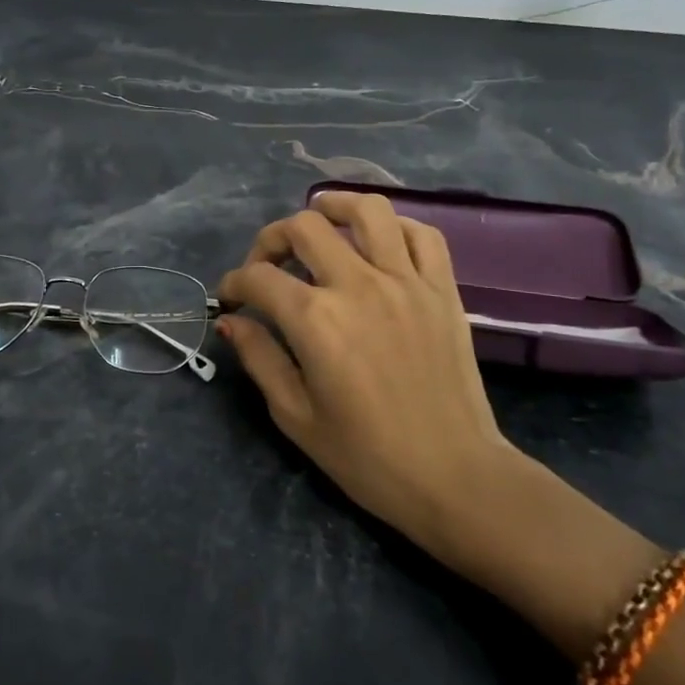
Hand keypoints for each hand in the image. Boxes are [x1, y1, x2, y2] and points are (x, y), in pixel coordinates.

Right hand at [217, 191, 521, 566]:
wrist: (454, 477)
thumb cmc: (367, 457)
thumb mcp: (295, 415)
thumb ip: (259, 358)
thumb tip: (232, 321)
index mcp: (316, 321)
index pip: (259, 278)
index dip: (234, 284)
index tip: (230, 300)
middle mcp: (358, 286)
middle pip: (304, 228)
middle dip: (271, 240)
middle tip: (267, 266)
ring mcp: (406, 282)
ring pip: (368, 211)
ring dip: (335, 207)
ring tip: (320, 220)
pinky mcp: (443, 290)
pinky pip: (422, 234)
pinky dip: (395, 227)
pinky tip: (378, 242)